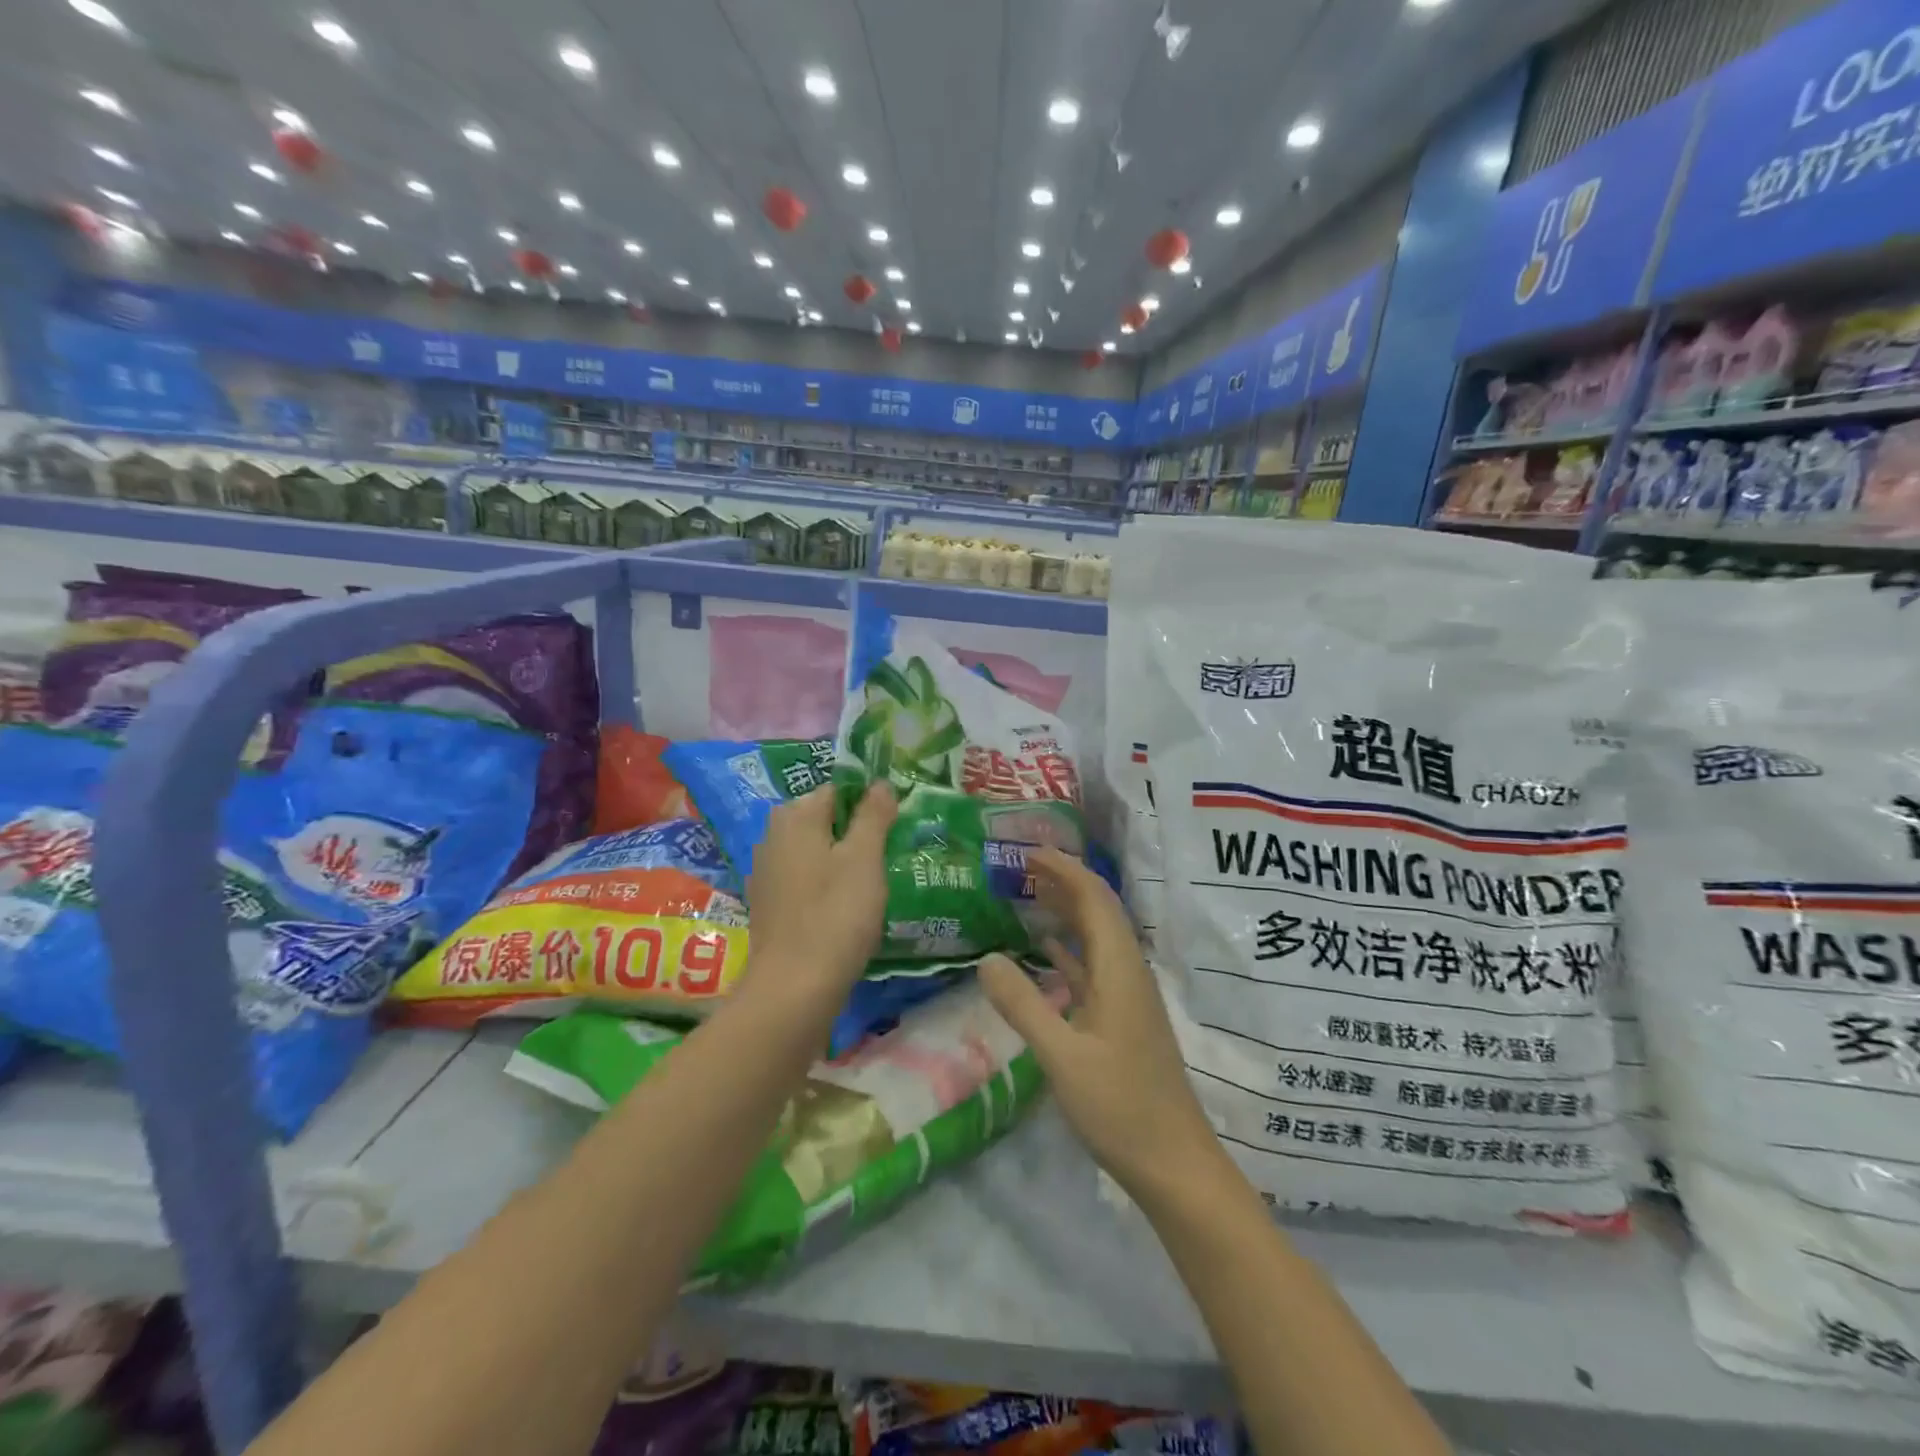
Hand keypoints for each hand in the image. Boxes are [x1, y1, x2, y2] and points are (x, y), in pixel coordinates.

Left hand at [744, 782, 896, 999]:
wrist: (794, 987)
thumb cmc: (835, 914)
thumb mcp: (864, 858)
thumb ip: (873, 815)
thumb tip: (879, 783)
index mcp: (795, 817)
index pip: (838, 790)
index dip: (869, 804)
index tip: (894, 827)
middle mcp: (773, 836)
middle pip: (823, 820)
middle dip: (855, 833)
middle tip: (888, 856)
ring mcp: (766, 872)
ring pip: (814, 852)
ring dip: (841, 861)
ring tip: (873, 883)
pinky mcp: (769, 905)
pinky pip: (804, 881)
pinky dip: (824, 886)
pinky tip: (845, 908)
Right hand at [979, 847, 1226, 1204]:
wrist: (1174, 1163)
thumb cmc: (1120, 1108)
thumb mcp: (1062, 1057)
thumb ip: (1023, 1005)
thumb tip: (987, 958)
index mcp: (1120, 970)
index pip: (1095, 899)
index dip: (1065, 870)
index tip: (1030, 852)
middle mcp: (1128, 972)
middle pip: (1099, 911)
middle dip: (1064, 882)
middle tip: (1021, 866)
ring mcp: (1127, 996)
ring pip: (1096, 938)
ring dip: (1067, 911)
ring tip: (1028, 894)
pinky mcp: (1122, 1019)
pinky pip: (1093, 967)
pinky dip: (1069, 949)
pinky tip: (1046, 951)